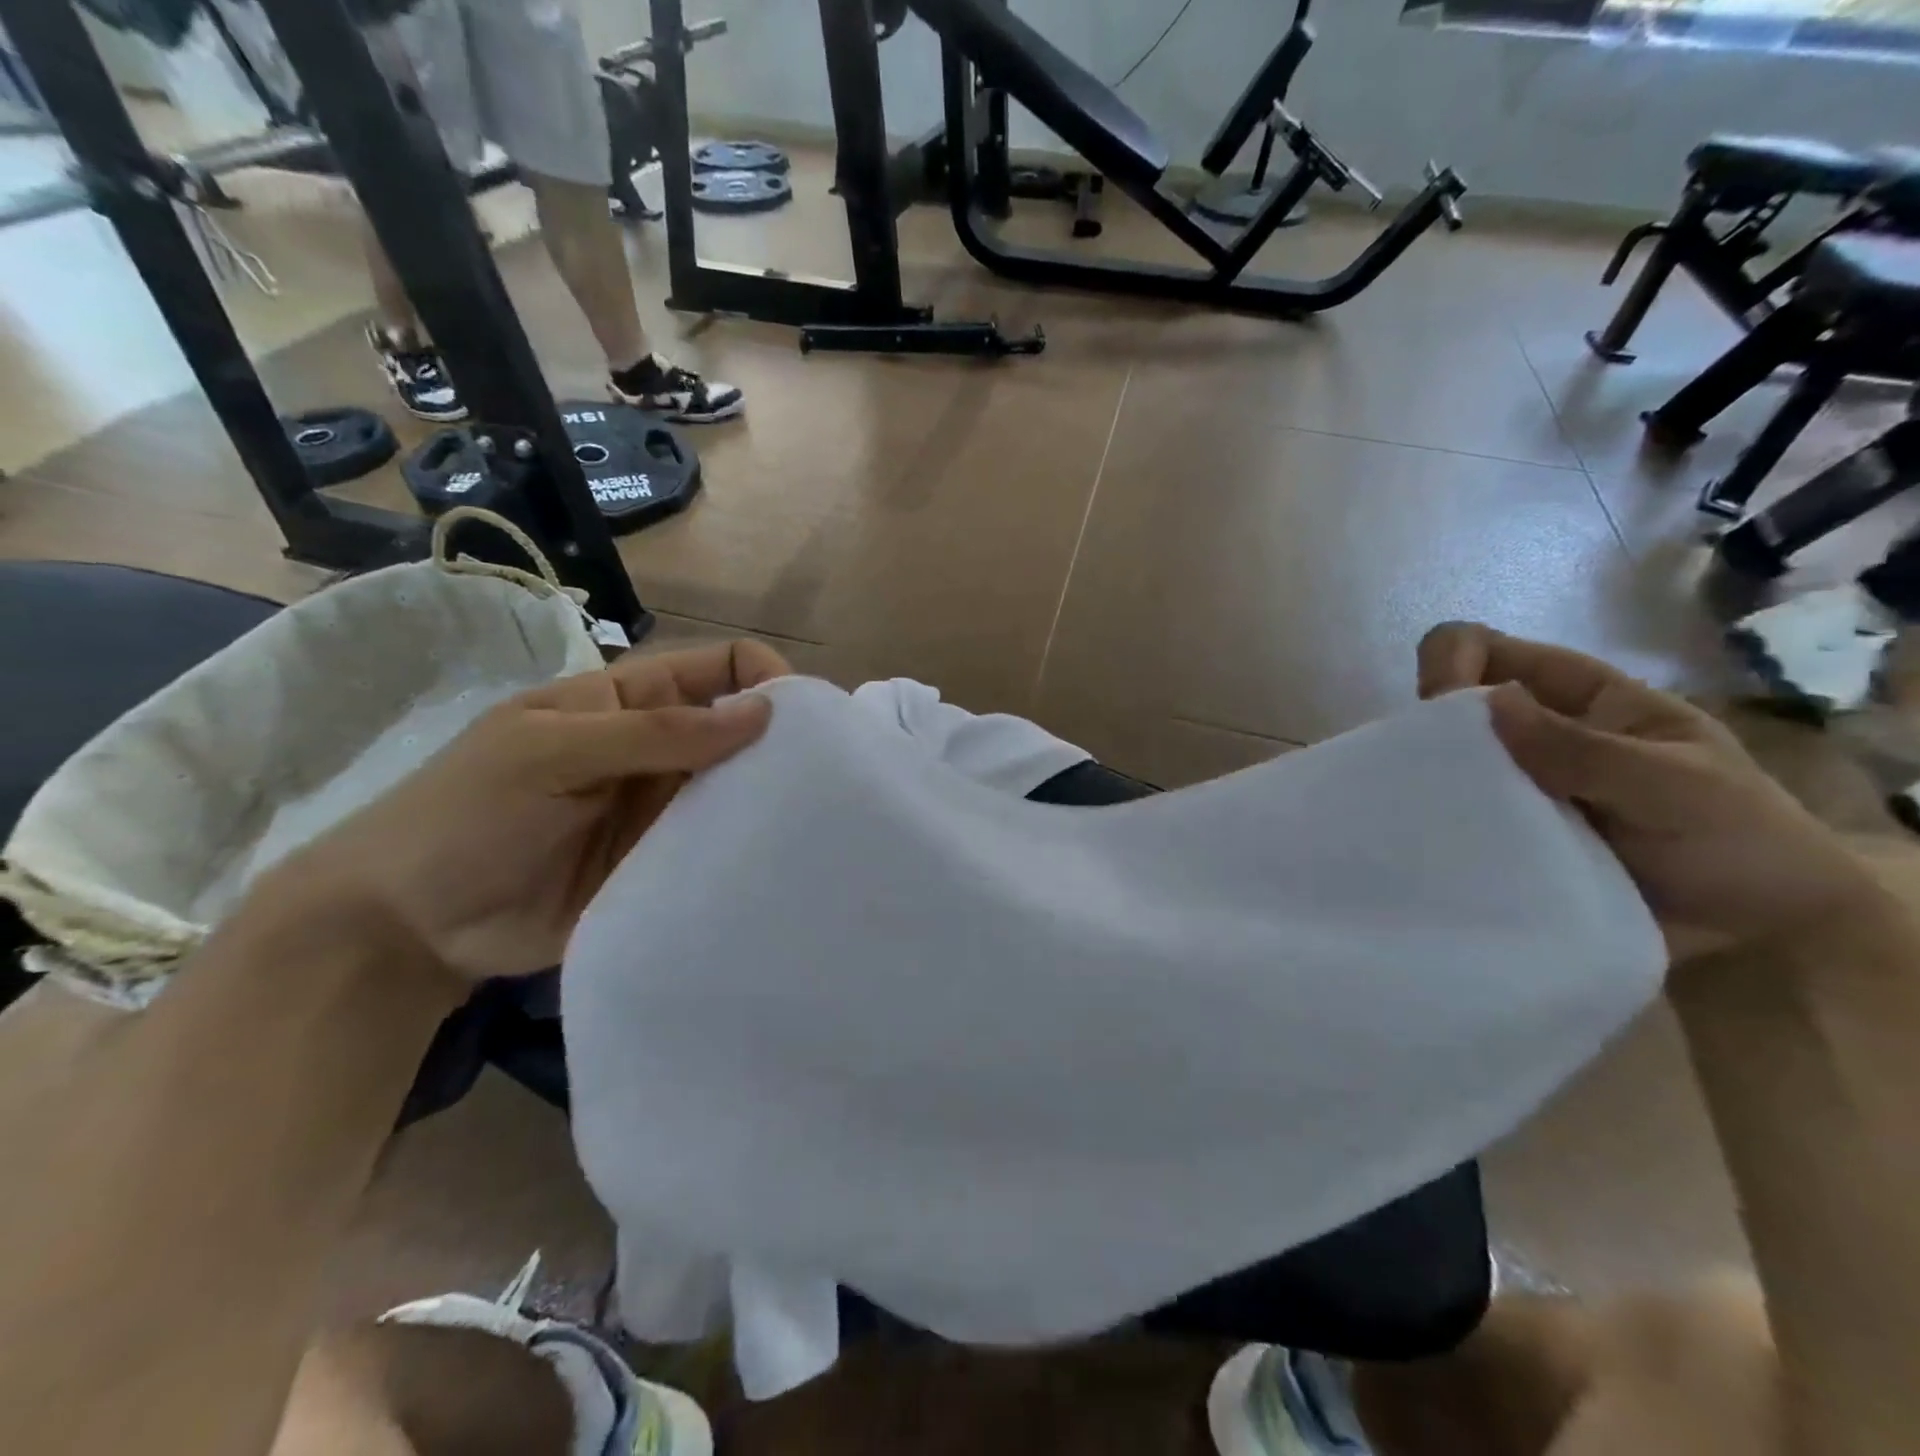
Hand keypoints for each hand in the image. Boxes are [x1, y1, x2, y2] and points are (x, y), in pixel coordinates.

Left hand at [274, 641, 790, 982]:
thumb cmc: (467, 814)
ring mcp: (664, 812)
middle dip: (781, 746)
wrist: (407, 925)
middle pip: (740, 732)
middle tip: (826, 782)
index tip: (804, 719)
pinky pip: (719, 850)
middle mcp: (660, 751)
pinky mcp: (665, 866)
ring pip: (738, 793)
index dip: (764, 679)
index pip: (719, 668)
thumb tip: (763, 712)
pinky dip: (748, 852)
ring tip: (815, 826)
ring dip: (770, 802)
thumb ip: (656, 732)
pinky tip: (780, 866)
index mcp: (631, 701)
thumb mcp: (552, 752)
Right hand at [1417, 622, 1876, 962]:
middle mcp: (1534, 736)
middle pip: (1452, 708)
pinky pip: (1452, 821)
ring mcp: (1514, 789)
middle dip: (1430, 733)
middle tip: (1434, 782)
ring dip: (1430, 786)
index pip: (1489, 650)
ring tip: (1438, 826)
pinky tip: (1440, 853)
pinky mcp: (1502, 839)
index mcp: (1578, 699)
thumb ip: (1584, 748)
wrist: (1761, 937)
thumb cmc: (1737, 841)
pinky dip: (1438, 829)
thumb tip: (1488, 700)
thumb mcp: (1675, 785)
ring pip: (1443, 766)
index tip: (1437, 709)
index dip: (1451, 661)